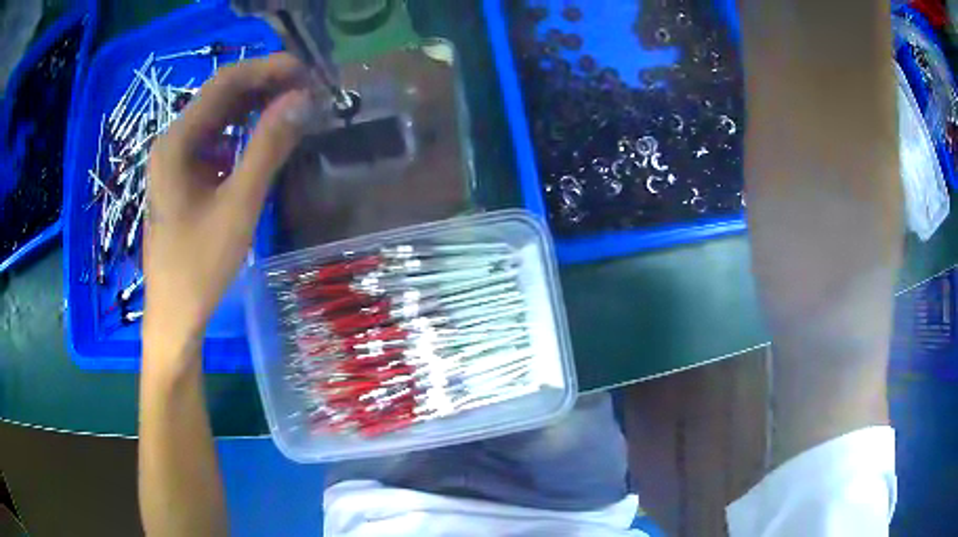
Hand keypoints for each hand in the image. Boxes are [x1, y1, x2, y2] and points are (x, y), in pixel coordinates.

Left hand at [143, 53, 315, 369]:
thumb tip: (302, 99)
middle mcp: (173, 142)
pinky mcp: (183, 177)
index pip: (225, 83)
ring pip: (218, 117)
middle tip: (307, 89)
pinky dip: (242, 132)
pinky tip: (264, 136)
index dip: (267, 69)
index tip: (307, 72)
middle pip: (220, 96)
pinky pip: (215, 141)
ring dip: (255, 107)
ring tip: (294, 106)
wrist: (175, 315)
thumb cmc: (200, 266)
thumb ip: (268, 147)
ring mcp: (176, 160)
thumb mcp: (238, 205)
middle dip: (264, 86)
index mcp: (177, 142)